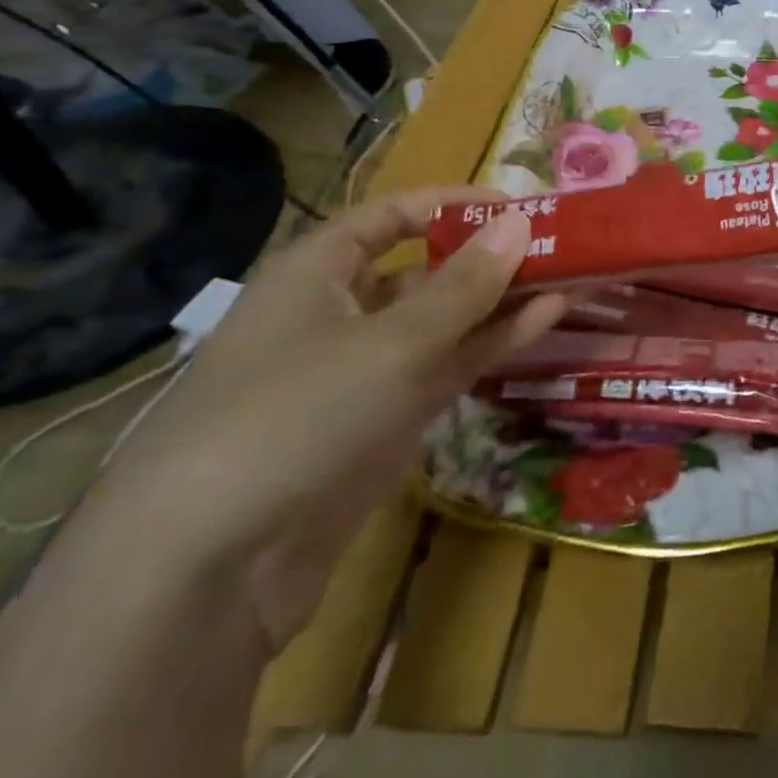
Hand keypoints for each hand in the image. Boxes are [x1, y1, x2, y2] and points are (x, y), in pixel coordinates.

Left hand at [90, 189, 563, 652]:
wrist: (206, 573)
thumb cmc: (294, 416)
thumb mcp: (392, 341)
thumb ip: (466, 283)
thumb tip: (520, 222)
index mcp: (317, 274)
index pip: (390, 217)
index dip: (451, 203)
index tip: (517, 205)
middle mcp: (339, 314)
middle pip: (425, 268)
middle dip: (489, 255)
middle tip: (560, 245)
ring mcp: (363, 372)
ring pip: (444, 320)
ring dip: (502, 300)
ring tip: (571, 277)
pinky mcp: (385, 422)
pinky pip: (447, 366)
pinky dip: (492, 343)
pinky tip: (546, 320)